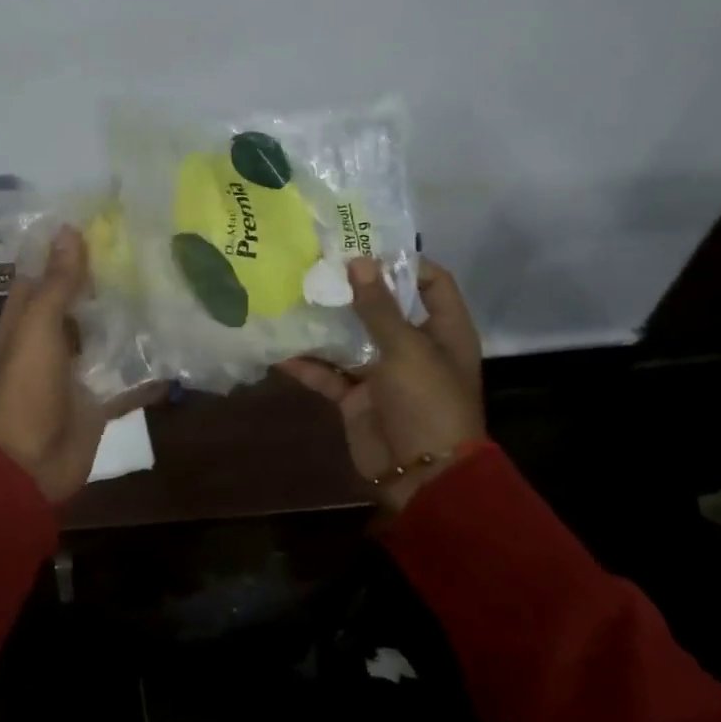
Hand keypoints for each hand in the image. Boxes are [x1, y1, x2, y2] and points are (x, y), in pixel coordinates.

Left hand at [0, 226, 149, 504]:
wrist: (31, 466)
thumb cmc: (27, 390)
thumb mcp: (38, 329)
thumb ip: (57, 283)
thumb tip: (68, 230)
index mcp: (27, 316)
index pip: (46, 269)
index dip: (69, 244)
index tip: (106, 215)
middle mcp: (52, 336)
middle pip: (82, 298)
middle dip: (110, 275)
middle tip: (152, 244)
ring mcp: (78, 367)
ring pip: (108, 332)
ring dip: (132, 314)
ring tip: (173, 280)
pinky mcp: (101, 394)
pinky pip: (128, 373)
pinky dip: (149, 362)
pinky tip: (179, 339)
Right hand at [277, 255, 485, 513]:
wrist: (422, 476)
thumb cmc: (427, 403)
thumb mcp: (406, 349)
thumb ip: (378, 307)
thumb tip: (358, 260)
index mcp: (443, 330)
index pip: (430, 281)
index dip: (402, 261)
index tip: (362, 245)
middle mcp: (413, 345)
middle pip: (382, 306)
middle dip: (350, 288)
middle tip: (314, 264)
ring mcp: (382, 371)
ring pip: (349, 337)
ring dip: (323, 323)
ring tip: (289, 295)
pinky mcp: (356, 396)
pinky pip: (327, 373)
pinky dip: (306, 364)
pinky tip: (277, 350)